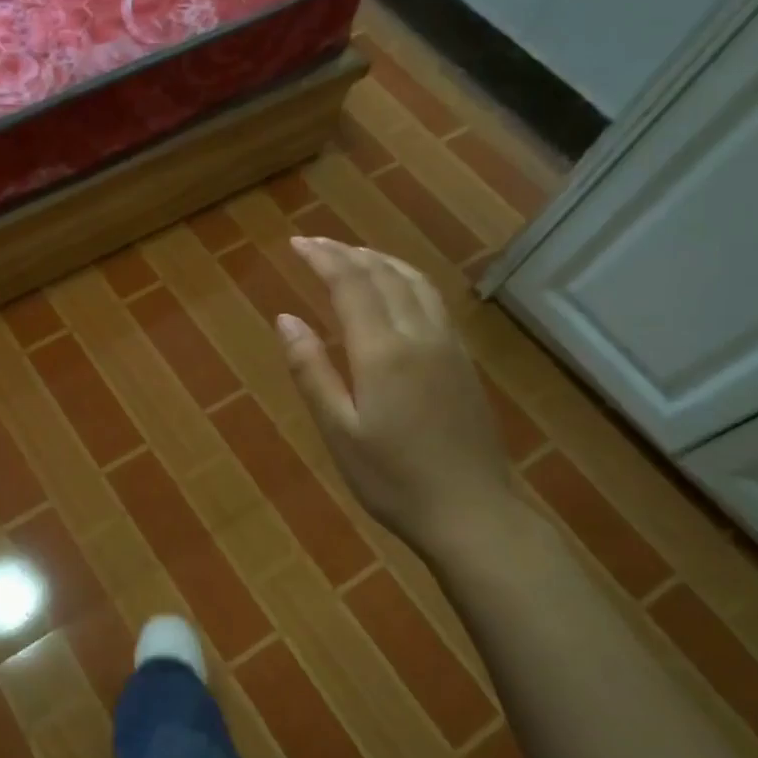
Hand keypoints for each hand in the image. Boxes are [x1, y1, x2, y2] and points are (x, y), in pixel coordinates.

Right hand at [281, 237, 515, 550]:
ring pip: (414, 282)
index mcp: (384, 351)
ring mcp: (448, 345)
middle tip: (313, 243)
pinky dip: (404, 279)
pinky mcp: (462, 360)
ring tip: (350, 255)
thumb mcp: (338, 430)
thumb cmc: (392, 479)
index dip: (322, 258)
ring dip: (379, 260)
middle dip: (346, 253)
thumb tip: (285, 319)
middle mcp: (420, 335)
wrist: (472, 513)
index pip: (351, 284)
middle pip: (384, 275)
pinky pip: (432, 300)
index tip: (296, 243)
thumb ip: (311, 370)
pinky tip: (394, 289)